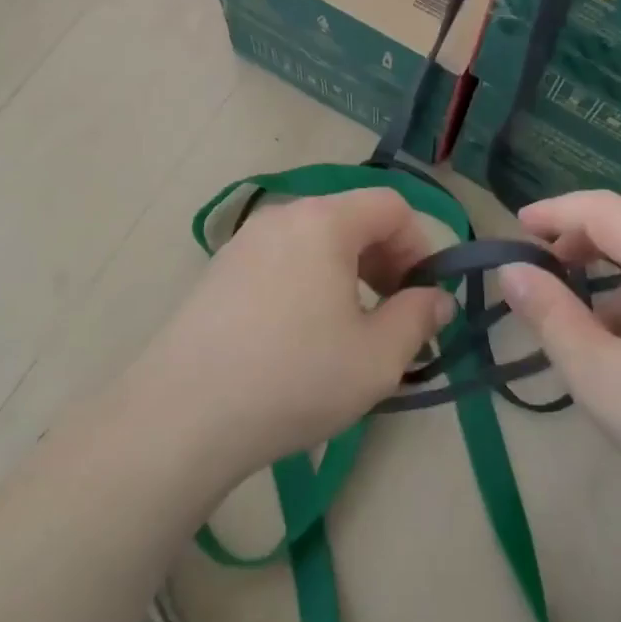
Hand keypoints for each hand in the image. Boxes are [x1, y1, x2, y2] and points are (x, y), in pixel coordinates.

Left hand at [133, 188, 455, 484]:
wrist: (184, 415)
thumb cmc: (295, 377)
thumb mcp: (377, 357)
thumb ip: (419, 318)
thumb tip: (436, 298)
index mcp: (323, 221)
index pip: (392, 206)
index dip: (421, 246)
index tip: (423, 297)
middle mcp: (282, 216)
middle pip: (352, 219)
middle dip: (386, 261)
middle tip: (393, 316)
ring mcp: (244, 242)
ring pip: (316, 241)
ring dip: (348, 274)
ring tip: (350, 330)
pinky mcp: (220, 271)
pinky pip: (283, 260)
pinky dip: (310, 282)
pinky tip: (302, 336)